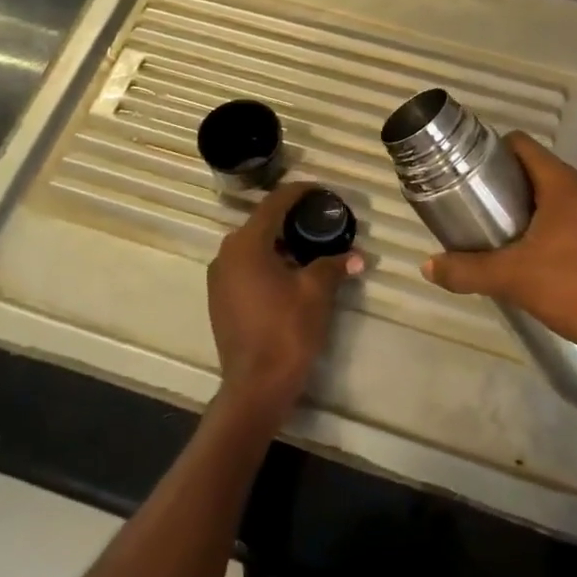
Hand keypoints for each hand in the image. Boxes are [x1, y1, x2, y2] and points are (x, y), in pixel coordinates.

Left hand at [207, 182, 363, 429]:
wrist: (256, 386)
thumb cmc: (287, 331)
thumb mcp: (317, 293)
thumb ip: (334, 265)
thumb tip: (357, 256)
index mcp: (246, 244)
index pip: (274, 203)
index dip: (299, 192)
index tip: (322, 191)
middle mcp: (226, 254)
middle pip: (261, 223)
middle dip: (291, 219)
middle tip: (321, 220)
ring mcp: (219, 278)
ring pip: (253, 246)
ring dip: (280, 242)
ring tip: (311, 246)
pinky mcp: (220, 299)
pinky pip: (246, 266)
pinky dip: (268, 261)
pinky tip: (291, 273)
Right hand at [422, 132, 576, 373]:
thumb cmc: (576, 290)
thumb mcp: (512, 279)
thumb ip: (466, 270)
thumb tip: (428, 267)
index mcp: (564, 184)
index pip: (522, 145)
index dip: (490, 152)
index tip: (466, 173)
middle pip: (536, 170)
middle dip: (504, 184)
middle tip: (475, 207)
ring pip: (556, 195)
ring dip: (527, 207)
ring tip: (498, 232)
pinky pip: (574, 216)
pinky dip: (550, 225)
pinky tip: (534, 255)